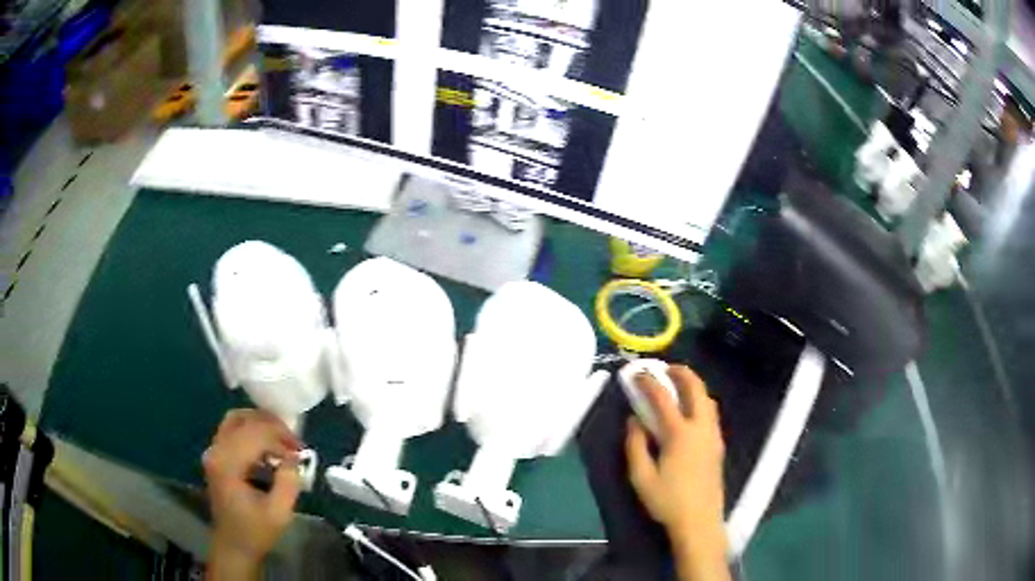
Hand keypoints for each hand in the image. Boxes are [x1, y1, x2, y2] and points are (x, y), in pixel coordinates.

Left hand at [203, 410, 301, 578]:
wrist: (233, 547)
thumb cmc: (255, 532)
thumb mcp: (279, 512)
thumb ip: (288, 482)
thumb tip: (294, 457)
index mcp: (228, 463)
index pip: (255, 433)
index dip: (280, 436)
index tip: (300, 451)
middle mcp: (216, 451)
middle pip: (242, 418)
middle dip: (270, 425)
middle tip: (292, 440)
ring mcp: (213, 452)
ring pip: (235, 420)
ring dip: (260, 425)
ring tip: (282, 440)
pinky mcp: (216, 456)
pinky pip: (233, 431)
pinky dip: (252, 433)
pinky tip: (268, 449)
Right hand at [625, 365, 728, 580]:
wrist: (699, 521)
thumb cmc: (667, 501)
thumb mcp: (641, 477)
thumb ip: (635, 445)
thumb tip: (634, 420)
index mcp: (679, 434)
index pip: (663, 398)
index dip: (648, 382)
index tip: (637, 373)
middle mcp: (700, 428)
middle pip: (696, 389)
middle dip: (681, 372)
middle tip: (665, 368)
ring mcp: (713, 435)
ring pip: (708, 399)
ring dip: (693, 385)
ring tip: (678, 384)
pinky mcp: (718, 445)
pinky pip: (711, 412)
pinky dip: (700, 400)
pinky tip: (690, 410)